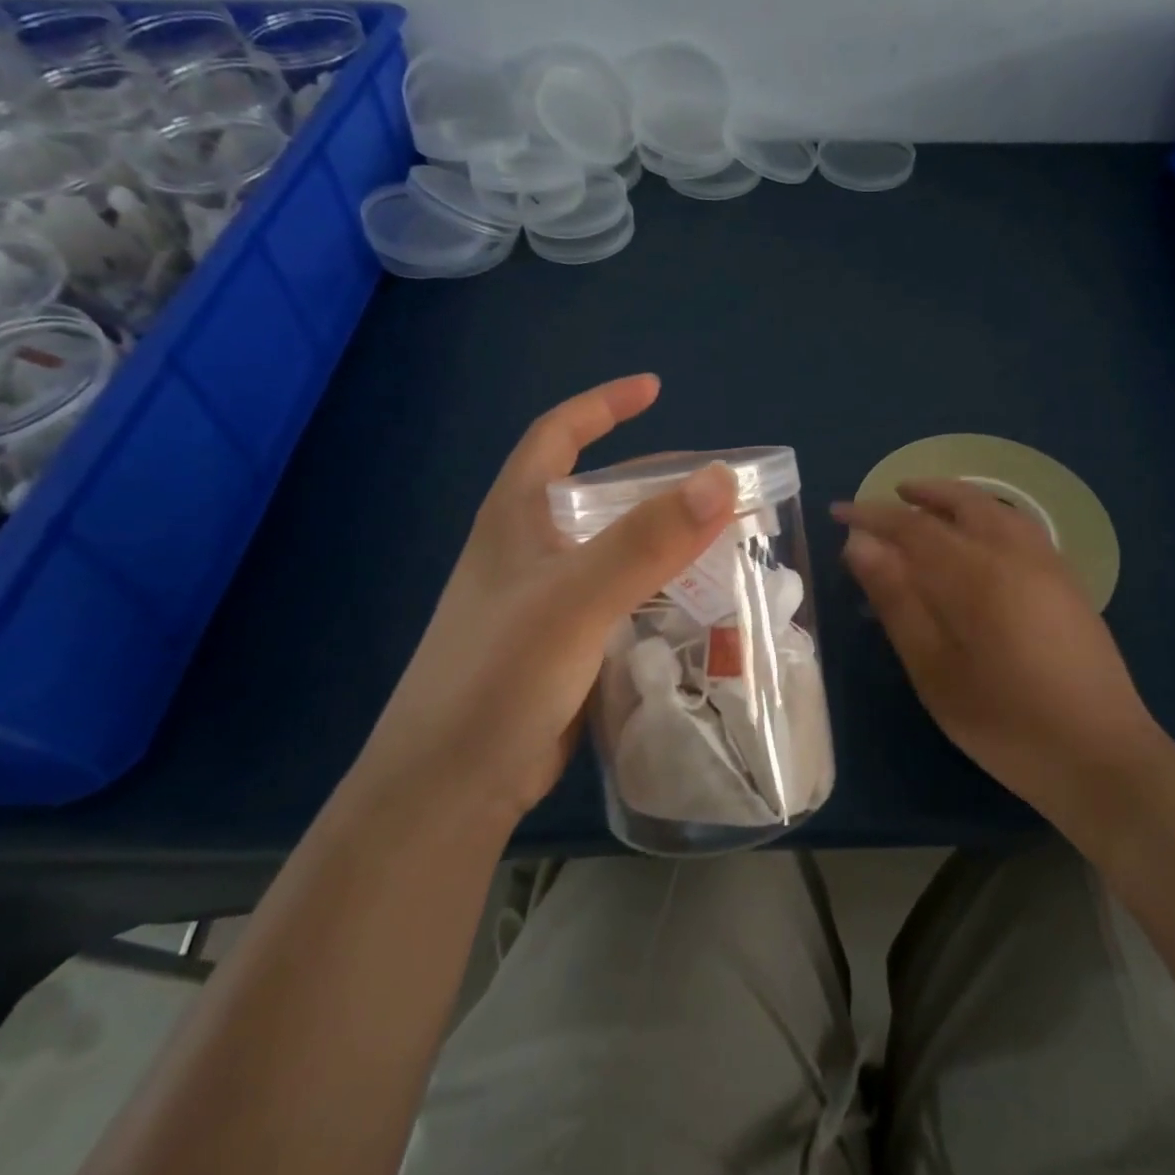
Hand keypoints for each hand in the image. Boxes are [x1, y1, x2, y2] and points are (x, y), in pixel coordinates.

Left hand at [356, 376, 736, 825]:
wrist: (452, 785)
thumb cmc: (500, 676)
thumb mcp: (576, 598)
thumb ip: (646, 540)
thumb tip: (722, 480)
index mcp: (516, 518)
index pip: (556, 434)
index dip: (603, 404)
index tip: (655, 389)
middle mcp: (529, 550)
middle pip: (596, 494)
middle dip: (653, 482)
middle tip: (716, 487)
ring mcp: (545, 600)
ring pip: (613, 550)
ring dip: (662, 540)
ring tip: (722, 542)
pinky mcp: (563, 645)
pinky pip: (620, 598)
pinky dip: (657, 589)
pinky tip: (696, 602)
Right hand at [832, 479, 1169, 833]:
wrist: (1102, 756)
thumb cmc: (1005, 722)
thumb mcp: (934, 670)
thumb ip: (896, 601)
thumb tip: (859, 545)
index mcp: (976, 574)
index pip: (912, 527)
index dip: (871, 515)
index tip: (838, 511)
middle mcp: (1015, 554)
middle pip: (961, 503)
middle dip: (920, 495)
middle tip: (885, 497)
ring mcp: (1048, 565)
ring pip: (996, 510)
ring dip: (956, 499)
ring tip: (927, 505)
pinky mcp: (1067, 582)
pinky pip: (1019, 526)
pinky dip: (987, 514)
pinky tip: (978, 536)